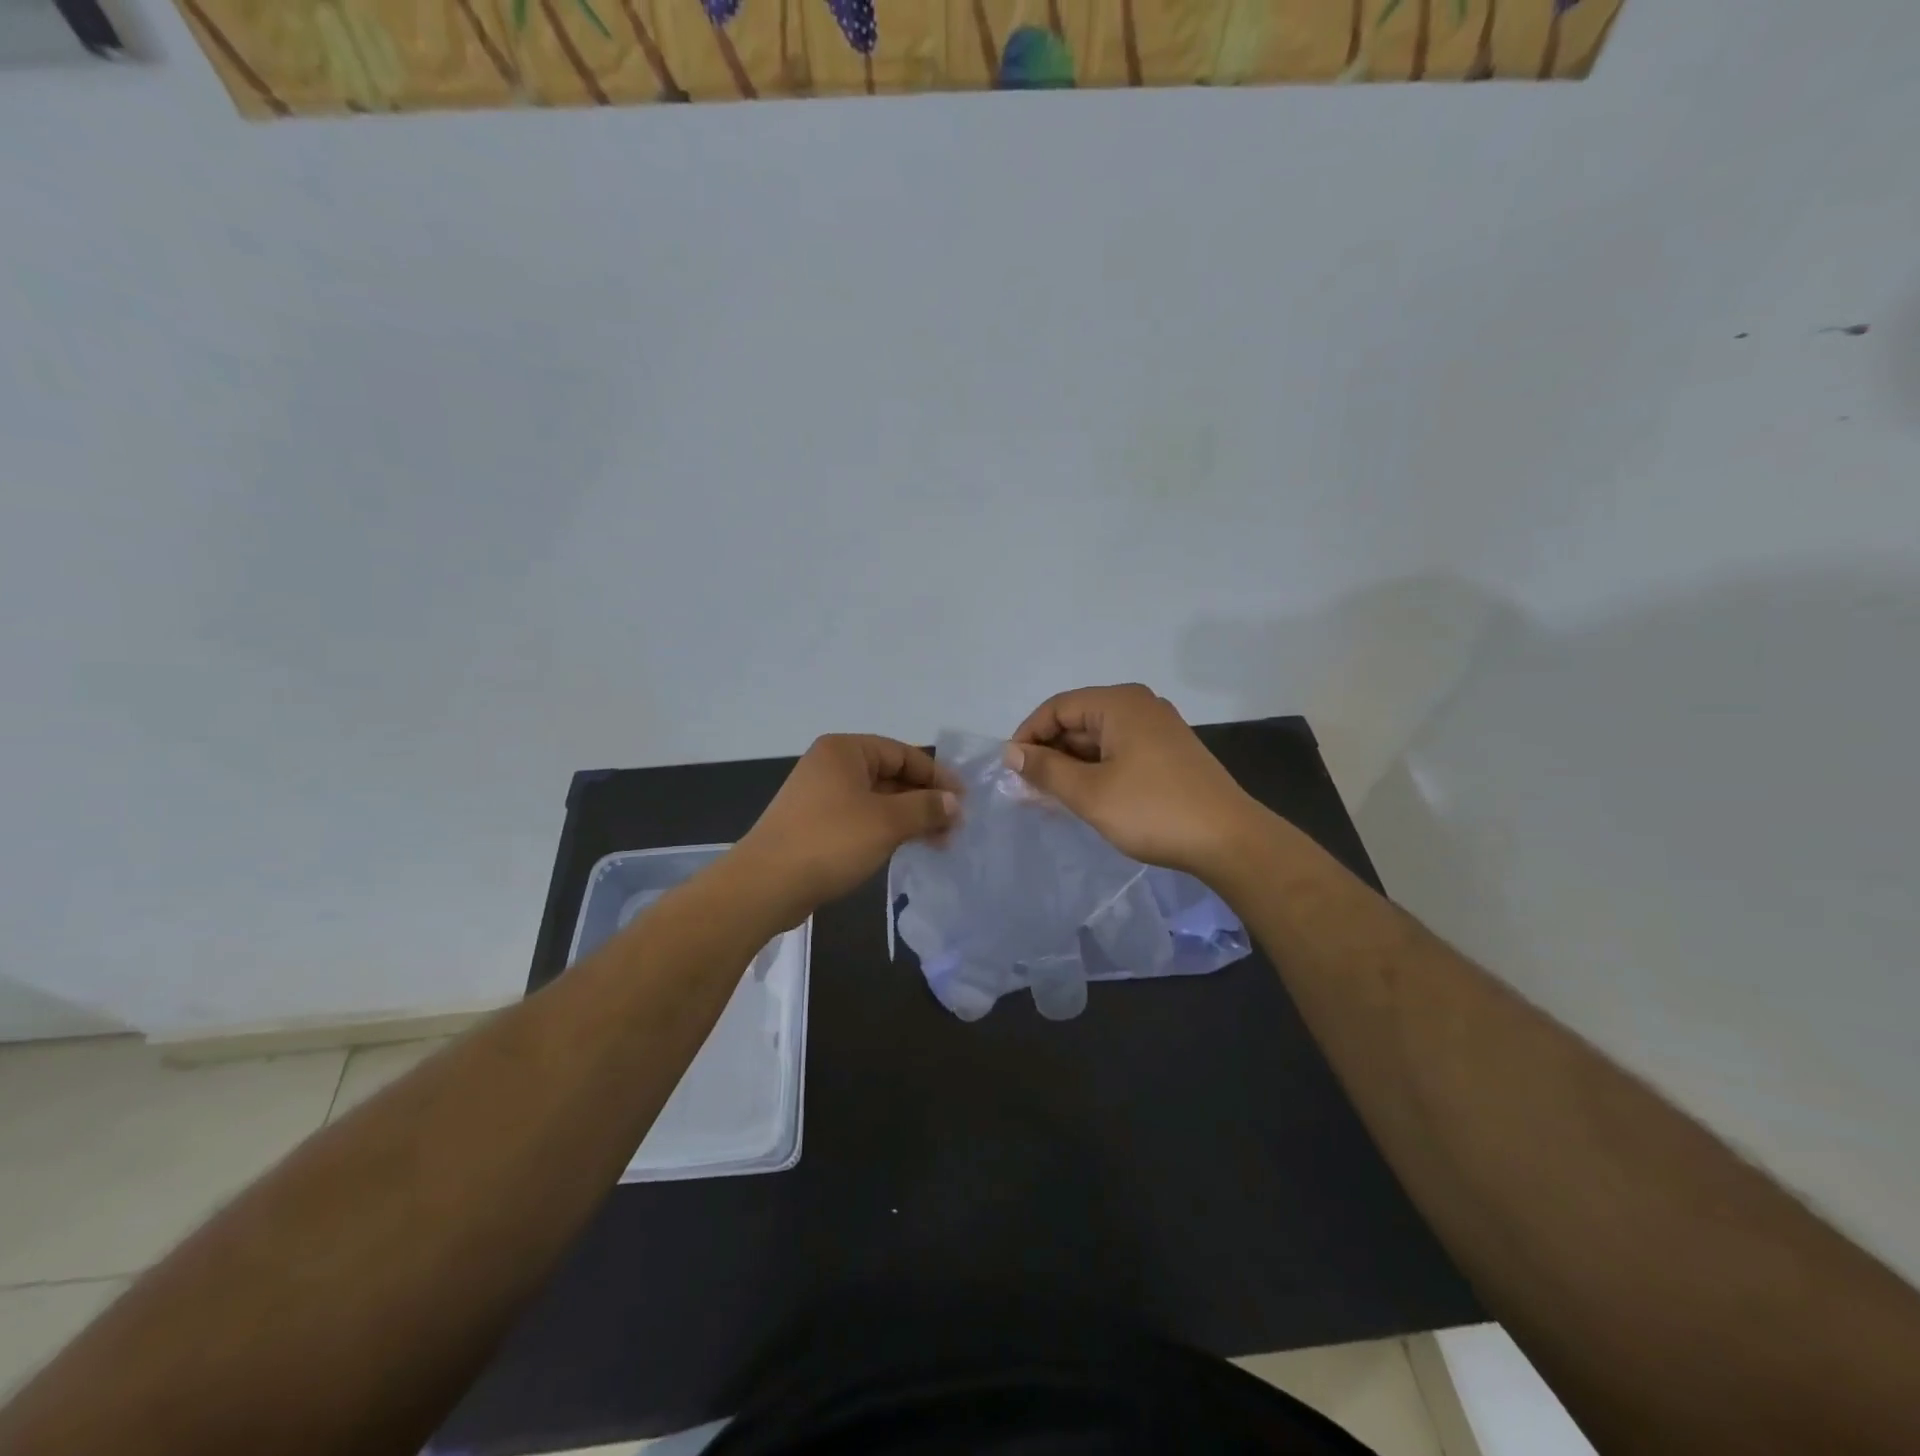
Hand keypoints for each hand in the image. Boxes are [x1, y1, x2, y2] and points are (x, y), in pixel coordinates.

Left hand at [736, 735, 959, 918]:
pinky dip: (887, 829)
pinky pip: (861, 819)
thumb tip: (954, 803)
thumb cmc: (830, 841)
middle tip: (955, 826)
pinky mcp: (816, 825)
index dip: (937, 775)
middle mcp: (831, 766)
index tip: (964, 800)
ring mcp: (820, 796)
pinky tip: (908, 847)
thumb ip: (926, 807)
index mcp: (845, 750)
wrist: (765, 885)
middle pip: (890, 775)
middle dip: (925, 799)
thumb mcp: (887, 822)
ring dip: (909, 817)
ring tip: (940, 841)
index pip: (902, 753)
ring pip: (877, 800)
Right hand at [1008, 684, 1257, 878]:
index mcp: (1119, 703)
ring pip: (1098, 740)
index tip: (1010, 770)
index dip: (1028, 736)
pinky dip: (1096, 771)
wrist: (1229, 840)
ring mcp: (1157, 729)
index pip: (1057, 708)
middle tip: (1026, 790)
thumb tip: (1011, 752)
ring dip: (1071, 766)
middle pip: (1078, 721)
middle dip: (1049, 753)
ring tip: (1049, 798)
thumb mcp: (1089, 792)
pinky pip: (1119, 753)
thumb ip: (1046, 769)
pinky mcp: (1168, 754)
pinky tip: (1083, 798)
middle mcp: (1139, 706)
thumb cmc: (1153, 810)